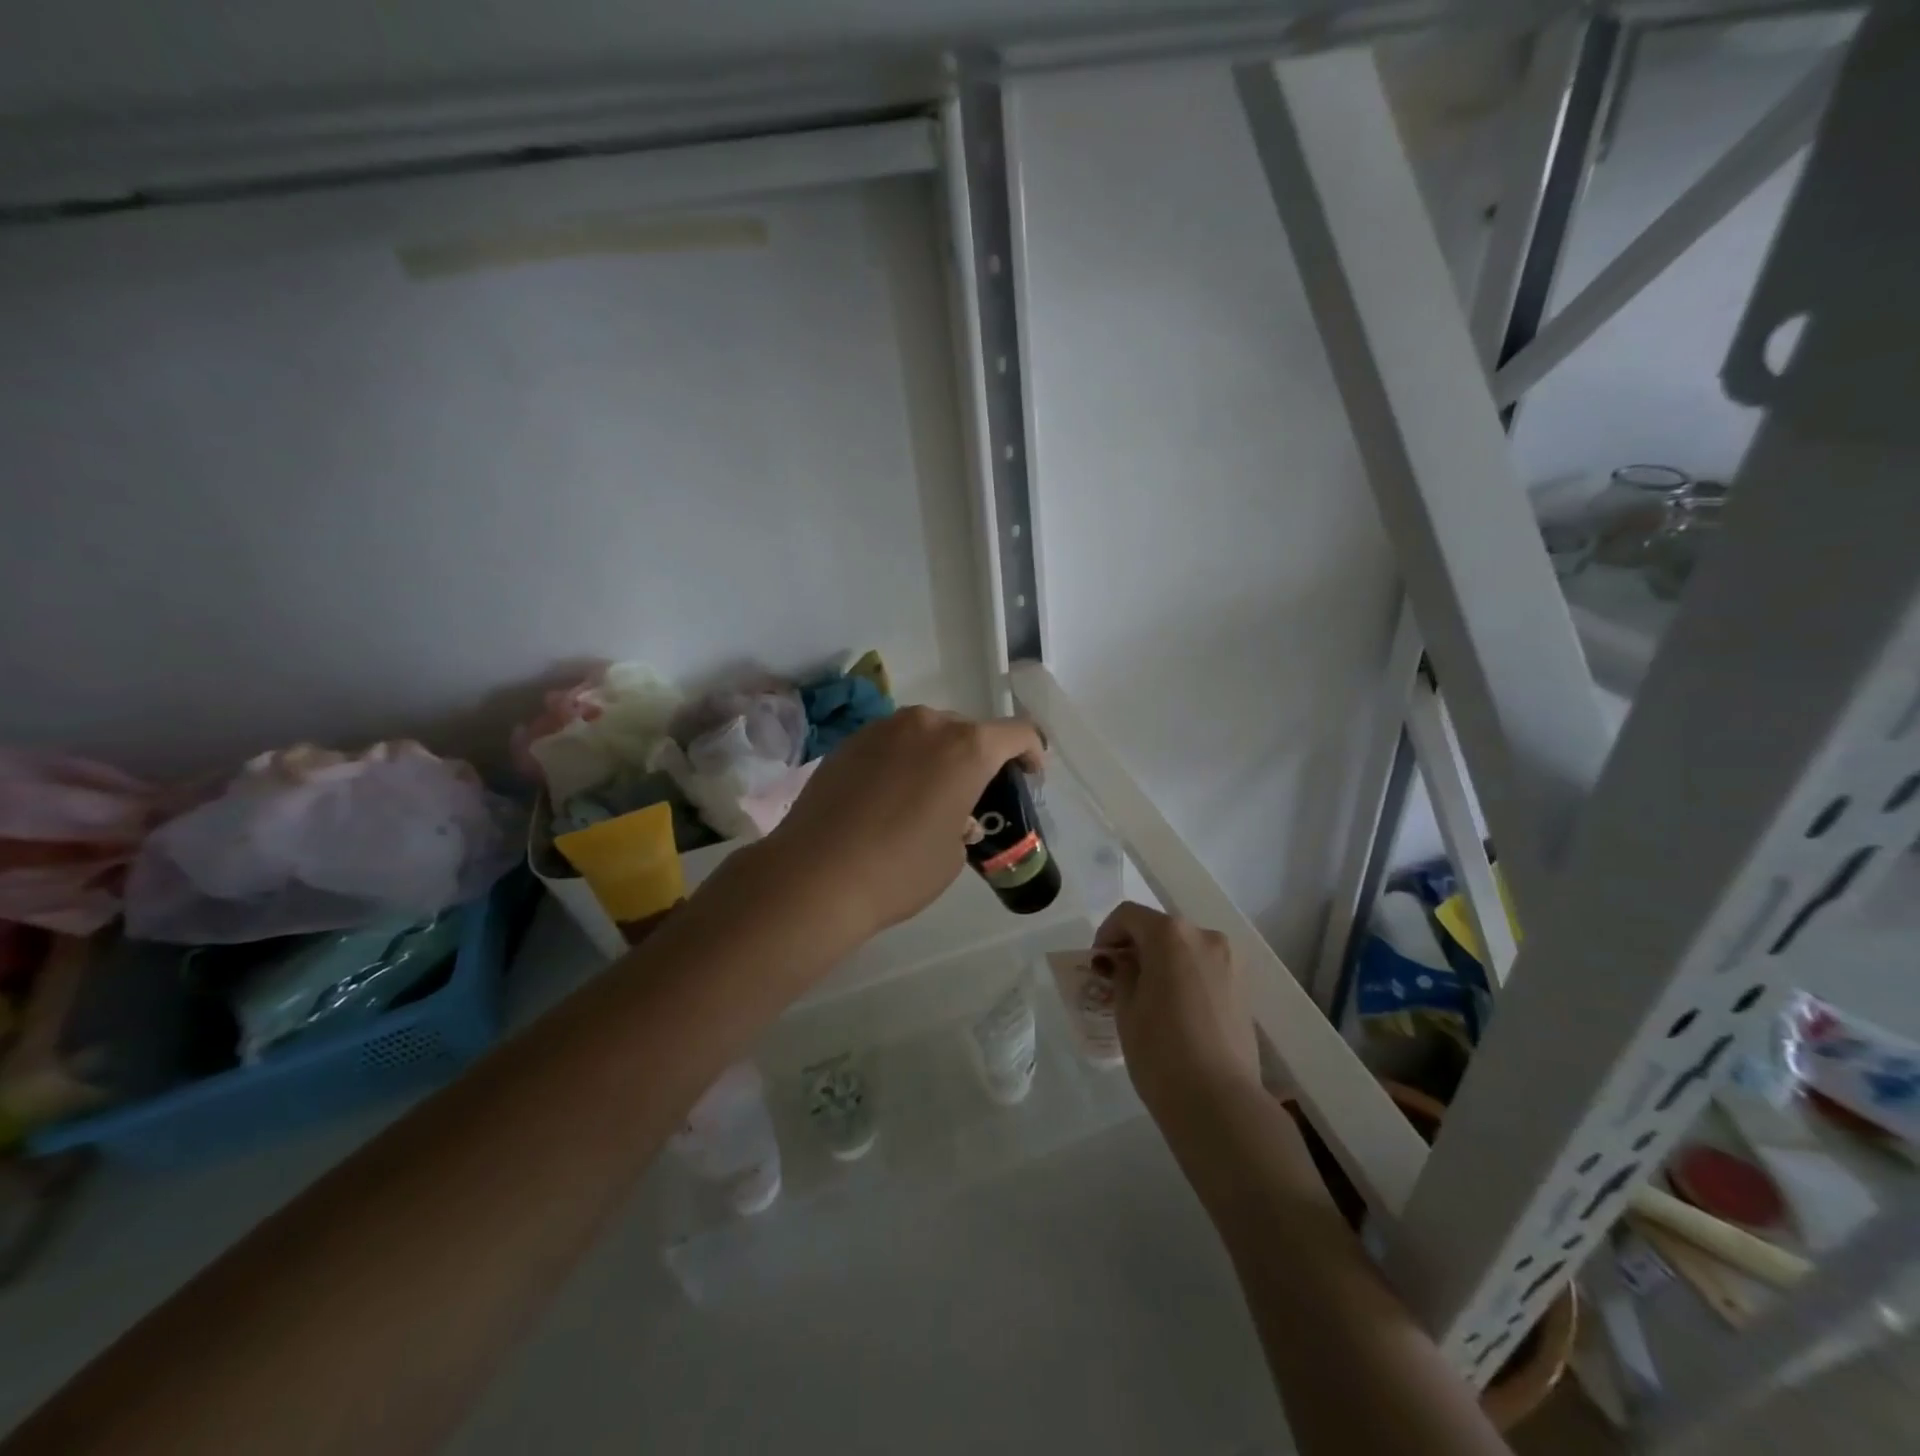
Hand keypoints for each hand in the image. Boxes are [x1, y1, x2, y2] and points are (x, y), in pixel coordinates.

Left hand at [760, 706, 1044, 943]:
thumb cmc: (900, 869)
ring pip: (926, 733)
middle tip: (974, 795)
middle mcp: (927, 724)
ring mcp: (882, 729)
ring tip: (927, 796)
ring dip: (937, 756)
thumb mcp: (953, 854)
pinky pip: (891, 743)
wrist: (815, 876)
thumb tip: (952, 814)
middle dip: (979, 758)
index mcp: (966, 748)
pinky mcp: (849, 742)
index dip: (1032, 753)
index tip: (1029, 778)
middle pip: (968, 730)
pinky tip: (888, 798)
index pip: (1017, 733)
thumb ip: (964, 822)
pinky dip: (902, 761)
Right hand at [1095, 902, 1259, 1130]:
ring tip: (1147, 998)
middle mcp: (1205, 937)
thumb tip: (1122, 962)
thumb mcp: (1126, 1008)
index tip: (1098, 963)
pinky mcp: (1244, 990)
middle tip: (1118, 980)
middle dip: (1136, 948)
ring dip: (1162, 962)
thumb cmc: (1161, 1051)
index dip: (1107, 933)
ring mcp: (1230, 963)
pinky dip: (1185, 978)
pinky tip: (1174, 1011)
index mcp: (1171, 934)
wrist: (1220, 1103)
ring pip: (1185, 950)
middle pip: (1160, 929)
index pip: (1129, 915)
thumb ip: (1121, 973)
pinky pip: (1204, 970)